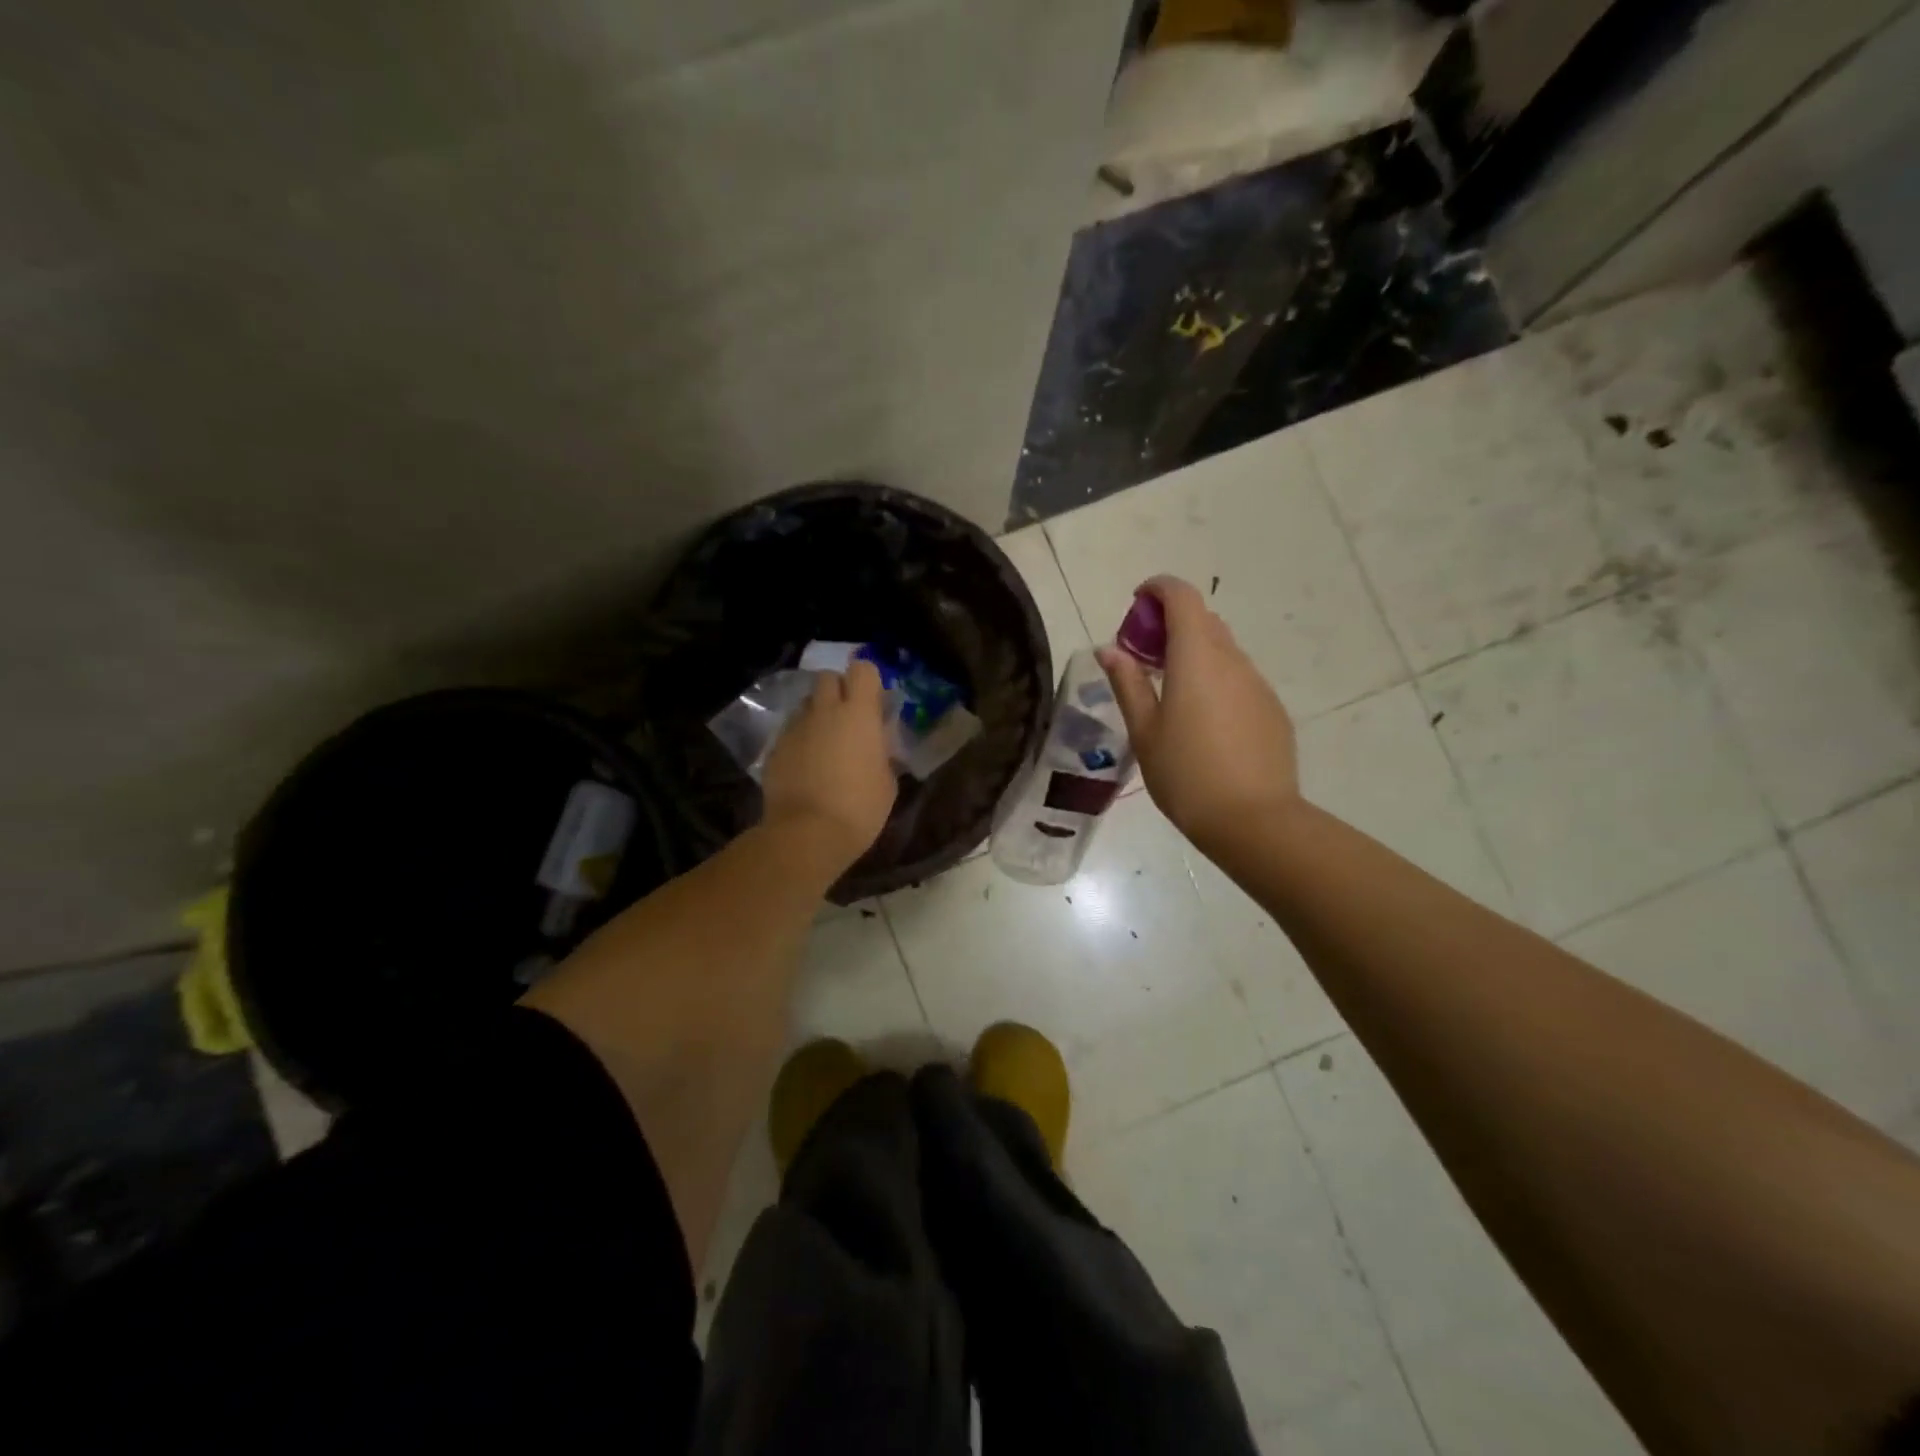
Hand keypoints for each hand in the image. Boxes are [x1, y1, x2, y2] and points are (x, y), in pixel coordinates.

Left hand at [762, 659, 898, 873]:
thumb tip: (877, 744)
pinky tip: (806, 766)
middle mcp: (825, 711)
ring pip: (807, 705)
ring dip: (817, 715)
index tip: (873, 703)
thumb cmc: (860, 808)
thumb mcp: (887, 782)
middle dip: (838, 690)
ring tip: (824, 744)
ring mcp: (795, 727)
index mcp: (859, 714)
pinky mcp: (775, 748)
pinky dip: (800, 740)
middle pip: (828, 678)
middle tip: (848, 719)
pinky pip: (790, 731)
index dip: (868, 681)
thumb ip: (882, 753)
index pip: (863, 670)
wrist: (807, 833)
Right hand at [1099, 576, 1298, 855]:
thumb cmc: (1186, 775)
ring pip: (1223, 650)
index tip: (1137, 604)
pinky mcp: (1272, 709)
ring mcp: (1258, 684)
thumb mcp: (1145, 731)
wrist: (1253, 820)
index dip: (1158, 589)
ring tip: (1171, 693)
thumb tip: (1110, 649)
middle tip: (1143, 657)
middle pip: (1203, 620)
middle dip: (1171, 624)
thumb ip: (1128, 683)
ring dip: (1195, 653)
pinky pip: (1239, 679)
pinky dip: (1216, 680)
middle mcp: (1232, 660)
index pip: (1182, 597)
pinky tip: (1203, 723)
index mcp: (1196, 658)